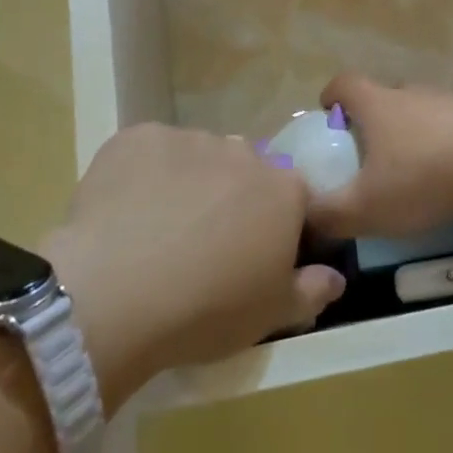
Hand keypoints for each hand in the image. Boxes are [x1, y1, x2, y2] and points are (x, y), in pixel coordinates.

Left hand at [42, 124, 345, 407]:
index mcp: (283, 190)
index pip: (293, 197)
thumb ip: (311, 291)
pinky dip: (143, 173)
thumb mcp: (270, 315)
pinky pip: (149, 151)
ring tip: (157, 229)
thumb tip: (337, 278)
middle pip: (245, 170)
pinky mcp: (137, 138)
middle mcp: (243, 152)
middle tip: (203, 243)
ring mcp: (189, 140)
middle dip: (232, 198)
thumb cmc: (206, 310)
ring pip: (197, 157)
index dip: (275, 224)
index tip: (252, 254)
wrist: (114, 294)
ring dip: (189, 182)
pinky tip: (124, 211)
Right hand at [309, 75, 452, 238]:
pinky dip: (445, 145)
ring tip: (412, 171)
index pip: (344, 84)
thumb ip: (330, 215)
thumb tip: (304, 218)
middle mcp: (412, 93)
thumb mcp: (367, 207)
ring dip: (412, 134)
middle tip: (369, 155)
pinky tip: (452, 177)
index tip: (327, 115)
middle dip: (372, 121)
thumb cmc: (425, 176)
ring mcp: (451, 101)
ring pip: (421, 112)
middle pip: (384, 96)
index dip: (331, 96)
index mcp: (377, 105)